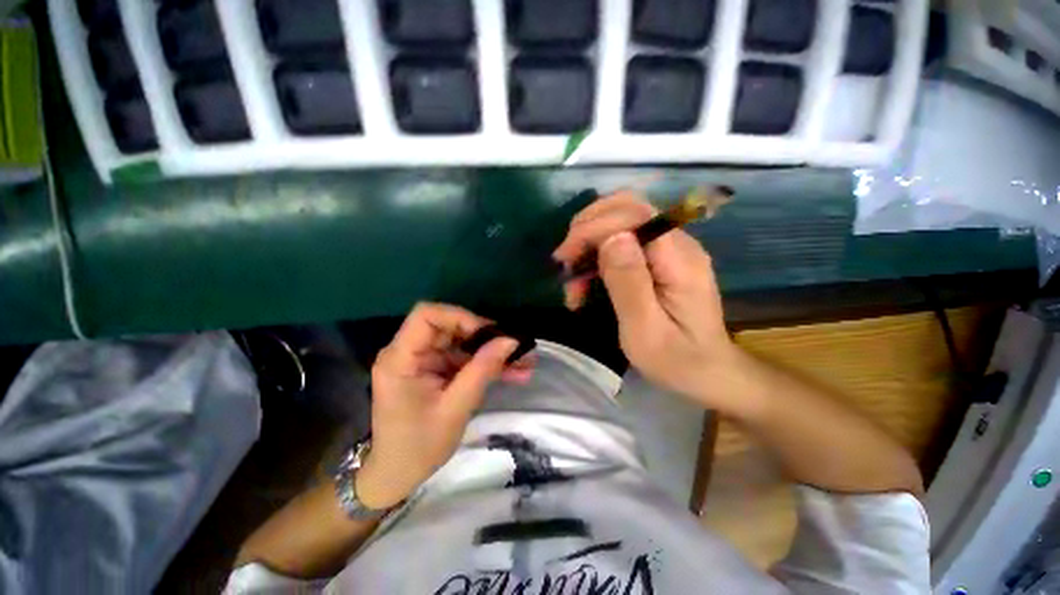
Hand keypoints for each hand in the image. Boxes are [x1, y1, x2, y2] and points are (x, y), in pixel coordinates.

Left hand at [356, 303, 533, 508]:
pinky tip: (513, 373)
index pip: (427, 315)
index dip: (460, 317)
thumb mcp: (455, 408)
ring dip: (492, 351)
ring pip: (463, 342)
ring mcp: (424, 360)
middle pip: (450, 326)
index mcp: (401, 358)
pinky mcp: (436, 369)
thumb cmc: (418, 446)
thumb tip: (511, 340)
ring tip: (524, 363)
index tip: (488, 333)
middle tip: (515, 349)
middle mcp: (410, 352)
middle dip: (486, 336)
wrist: (398, 475)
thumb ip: (482, 370)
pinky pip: (464, 358)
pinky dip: (487, 364)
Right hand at [554, 192, 739, 412]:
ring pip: (621, 224)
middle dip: (588, 228)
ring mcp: (670, 250)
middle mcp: (677, 244)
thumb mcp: (645, 329)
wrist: (708, 373)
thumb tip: (611, 238)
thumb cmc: (676, 360)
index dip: (593, 226)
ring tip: (574, 286)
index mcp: (679, 259)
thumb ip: (629, 282)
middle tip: (566, 262)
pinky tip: (588, 285)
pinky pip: (624, 244)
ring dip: (590, 246)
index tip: (565, 256)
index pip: (633, 214)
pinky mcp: (661, 261)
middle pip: (627, 208)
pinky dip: (598, 258)